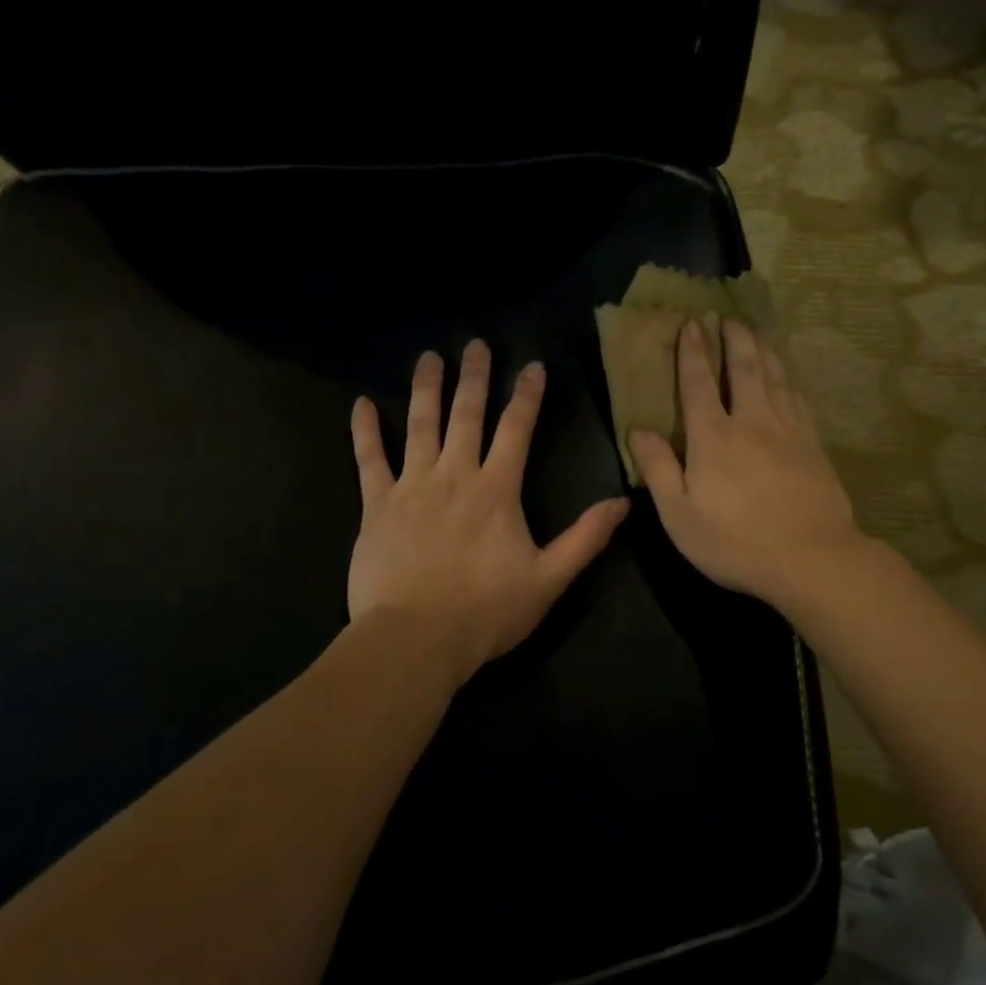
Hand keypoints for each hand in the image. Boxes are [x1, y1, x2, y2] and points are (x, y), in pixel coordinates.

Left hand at [349, 340, 629, 677]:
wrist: (415, 640)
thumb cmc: (485, 612)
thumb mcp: (549, 579)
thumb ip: (585, 538)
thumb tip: (623, 503)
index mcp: (497, 490)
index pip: (517, 430)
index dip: (527, 396)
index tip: (532, 366)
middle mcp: (454, 475)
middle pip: (467, 415)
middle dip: (475, 377)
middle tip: (475, 344)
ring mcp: (411, 487)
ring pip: (420, 425)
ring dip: (426, 388)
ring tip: (429, 357)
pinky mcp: (376, 506)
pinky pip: (368, 460)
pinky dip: (365, 431)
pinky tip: (362, 404)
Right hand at [629, 320, 865, 608]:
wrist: (811, 558)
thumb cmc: (735, 541)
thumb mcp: (679, 514)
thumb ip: (658, 469)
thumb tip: (639, 430)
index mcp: (713, 437)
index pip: (698, 383)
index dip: (692, 352)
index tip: (691, 324)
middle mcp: (752, 422)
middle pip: (743, 369)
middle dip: (733, 339)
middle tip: (728, 317)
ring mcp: (788, 430)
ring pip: (775, 377)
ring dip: (763, 350)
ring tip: (756, 332)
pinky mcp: (814, 444)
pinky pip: (798, 398)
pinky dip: (789, 379)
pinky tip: (788, 377)